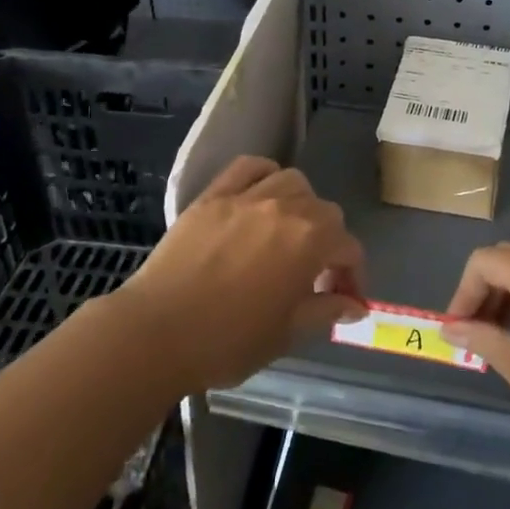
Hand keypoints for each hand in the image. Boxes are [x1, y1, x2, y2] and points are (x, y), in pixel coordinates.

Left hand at [114, 156, 366, 392]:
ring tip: (289, 233)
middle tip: (315, 275)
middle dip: (329, 241)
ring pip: (291, 182)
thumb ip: (325, 311)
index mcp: (309, 242)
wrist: (155, 333)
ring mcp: (246, 197)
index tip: (344, 300)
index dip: (353, 275)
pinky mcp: (212, 195)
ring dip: (301, 205)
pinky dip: (263, 175)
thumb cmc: (227, 341)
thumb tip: (354, 304)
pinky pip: (248, 167)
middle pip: (324, 211)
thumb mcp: (287, 333)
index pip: (348, 248)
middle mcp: (284, 208)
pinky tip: (261, 196)